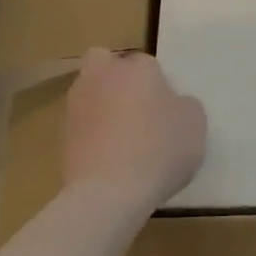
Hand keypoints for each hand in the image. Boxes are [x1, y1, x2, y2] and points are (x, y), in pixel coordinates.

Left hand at [63, 48, 205, 215]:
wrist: (109, 192)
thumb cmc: (160, 148)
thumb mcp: (195, 123)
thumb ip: (184, 105)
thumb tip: (173, 104)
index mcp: (136, 66)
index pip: (148, 64)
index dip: (158, 84)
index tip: (167, 109)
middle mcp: (101, 76)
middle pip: (105, 65)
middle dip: (117, 79)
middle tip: (137, 108)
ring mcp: (76, 106)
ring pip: (90, 94)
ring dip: (102, 108)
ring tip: (123, 140)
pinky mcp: (61, 137)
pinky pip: (82, 127)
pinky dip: (92, 136)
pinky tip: (109, 161)